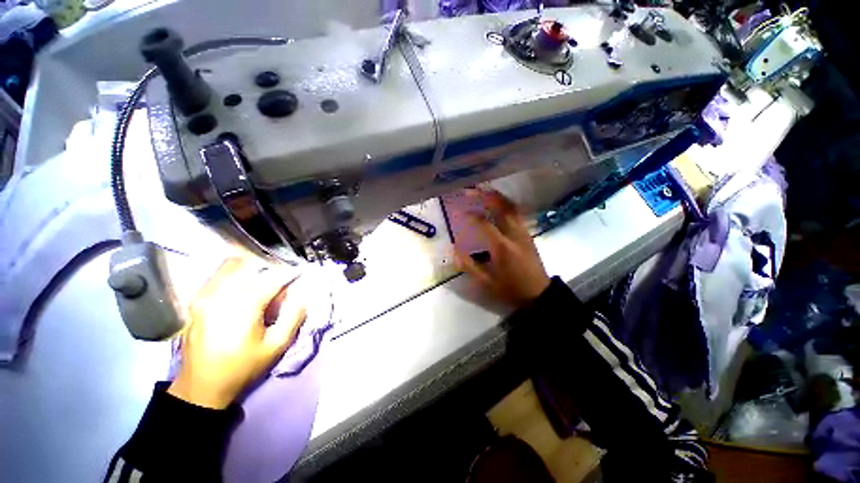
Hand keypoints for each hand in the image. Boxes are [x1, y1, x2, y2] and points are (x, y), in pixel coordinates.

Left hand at [168, 258, 306, 408]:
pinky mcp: (195, 301)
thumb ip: (294, 315)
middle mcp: (220, 295)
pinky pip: (217, 275)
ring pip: (230, 265)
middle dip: (269, 266)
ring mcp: (204, 296)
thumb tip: (302, 294)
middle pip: (248, 263)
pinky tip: (244, 286)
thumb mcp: (276, 346)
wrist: (201, 387)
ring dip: (251, 267)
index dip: (289, 273)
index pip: (272, 278)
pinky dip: (235, 273)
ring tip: (263, 281)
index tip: (300, 273)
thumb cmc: (242, 367)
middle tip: (280, 279)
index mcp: (243, 307)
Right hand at [454, 190, 550, 307]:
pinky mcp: (528, 234)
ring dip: (497, 196)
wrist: (539, 294)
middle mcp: (514, 234)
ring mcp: (523, 232)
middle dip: (486, 196)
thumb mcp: (487, 282)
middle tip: (472, 190)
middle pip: (502, 207)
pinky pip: (517, 213)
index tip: (461, 213)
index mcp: (502, 246)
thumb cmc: (511, 289)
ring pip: (512, 207)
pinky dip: (506, 204)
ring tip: (483, 191)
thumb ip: (469, 266)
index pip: (485, 223)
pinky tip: (498, 203)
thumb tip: (454, 250)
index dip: (472, 216)